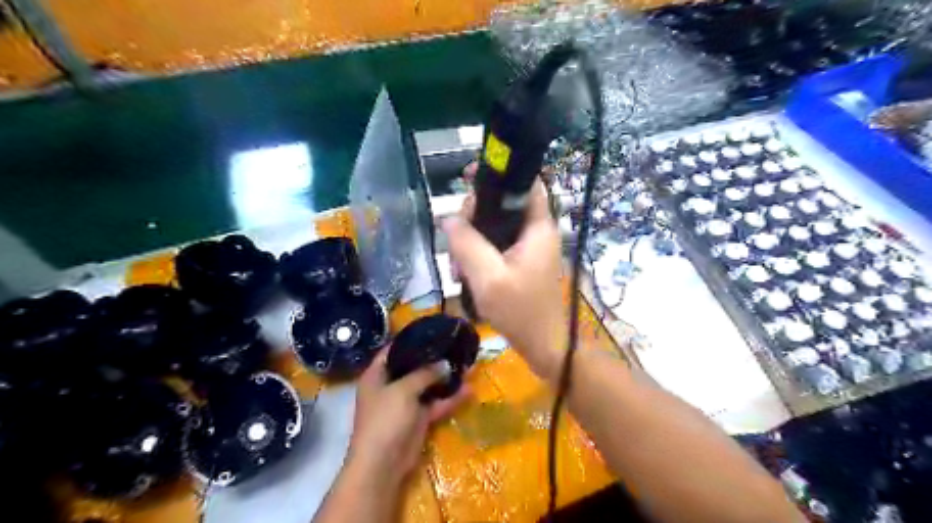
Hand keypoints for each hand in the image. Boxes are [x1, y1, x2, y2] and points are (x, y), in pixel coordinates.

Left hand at [346, 347, 469, 484]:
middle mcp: (390, 385)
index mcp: (377, 375)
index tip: (432, 330)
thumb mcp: (403, 390)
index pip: (392, 350)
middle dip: (433, 358)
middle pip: (413, 366)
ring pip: (427, 385)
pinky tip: (468, 390)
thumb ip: (424, 373)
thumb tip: (445, 364)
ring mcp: (404, 403)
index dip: (410, 339)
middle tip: (454, 345)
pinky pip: (435, 404)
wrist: (382, 464)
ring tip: (466, 364)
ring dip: (445, 378)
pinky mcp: (418, 419)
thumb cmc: (385, 419)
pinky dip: (449, 398)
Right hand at [441, 173, 564, 380]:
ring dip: (472, 240)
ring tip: (458, 267)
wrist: (543, 346)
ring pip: (495, 226)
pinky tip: (465, 273)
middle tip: (456, 242)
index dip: (499, 174)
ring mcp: (529, 248)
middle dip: (474, 217)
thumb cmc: (521, 312)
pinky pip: (496, 246)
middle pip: (503, 204)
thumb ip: (467, 244)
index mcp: (538, 227)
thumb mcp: (488, 277)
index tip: (468, 179)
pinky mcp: (521, 262)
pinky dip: (479, 254)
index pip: (525, 183)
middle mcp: (536, 231)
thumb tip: (448, 219)